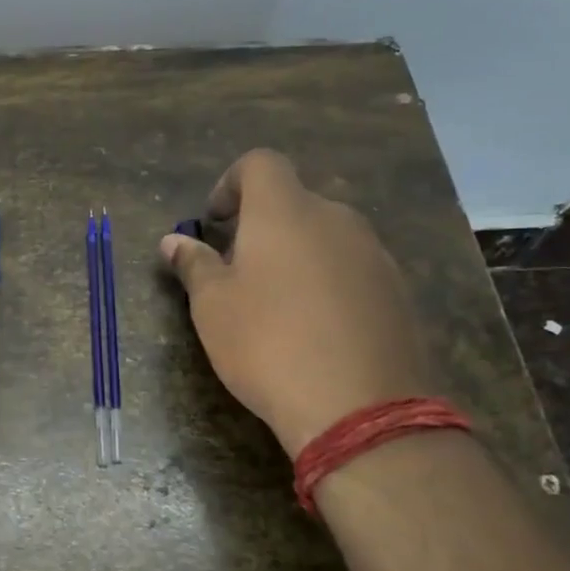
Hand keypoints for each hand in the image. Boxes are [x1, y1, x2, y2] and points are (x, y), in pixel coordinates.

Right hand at [161, 149, 429, 456]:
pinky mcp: (397, 289)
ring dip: (297, 254)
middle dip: (262, 226)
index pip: (260, 163)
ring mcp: (373, 253)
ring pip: (325, 236)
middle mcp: (335, 218)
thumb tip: (172, 241)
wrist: (359, 407)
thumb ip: (194, 264)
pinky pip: (352, 268)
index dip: (231, 183)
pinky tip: (316, 328)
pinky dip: (328, 281)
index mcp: (284, 211)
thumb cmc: (267, 344)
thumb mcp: (212, 306)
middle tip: (238, 271)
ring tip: (277, 305)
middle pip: (294, 201)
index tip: (215, 223)